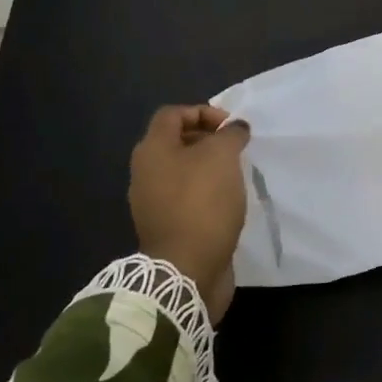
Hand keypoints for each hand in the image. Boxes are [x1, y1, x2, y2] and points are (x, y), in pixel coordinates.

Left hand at [129, 105, 250, 321]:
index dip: (203, 112)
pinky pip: (186, 197)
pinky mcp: (166, 226)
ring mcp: (152, 202)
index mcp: (152, 150)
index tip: (231, 127)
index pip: (173, 114)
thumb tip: (235, 128)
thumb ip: (230, 134)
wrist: (187, 269)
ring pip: (182, 171)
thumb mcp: (222, 156)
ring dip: (209, 168)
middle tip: (236, 149)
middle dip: (208, 140)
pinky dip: (206, 193)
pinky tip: (227, 201)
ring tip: (235, 175)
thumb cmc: (202, 203)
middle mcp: (145, 172)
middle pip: (176, 142)